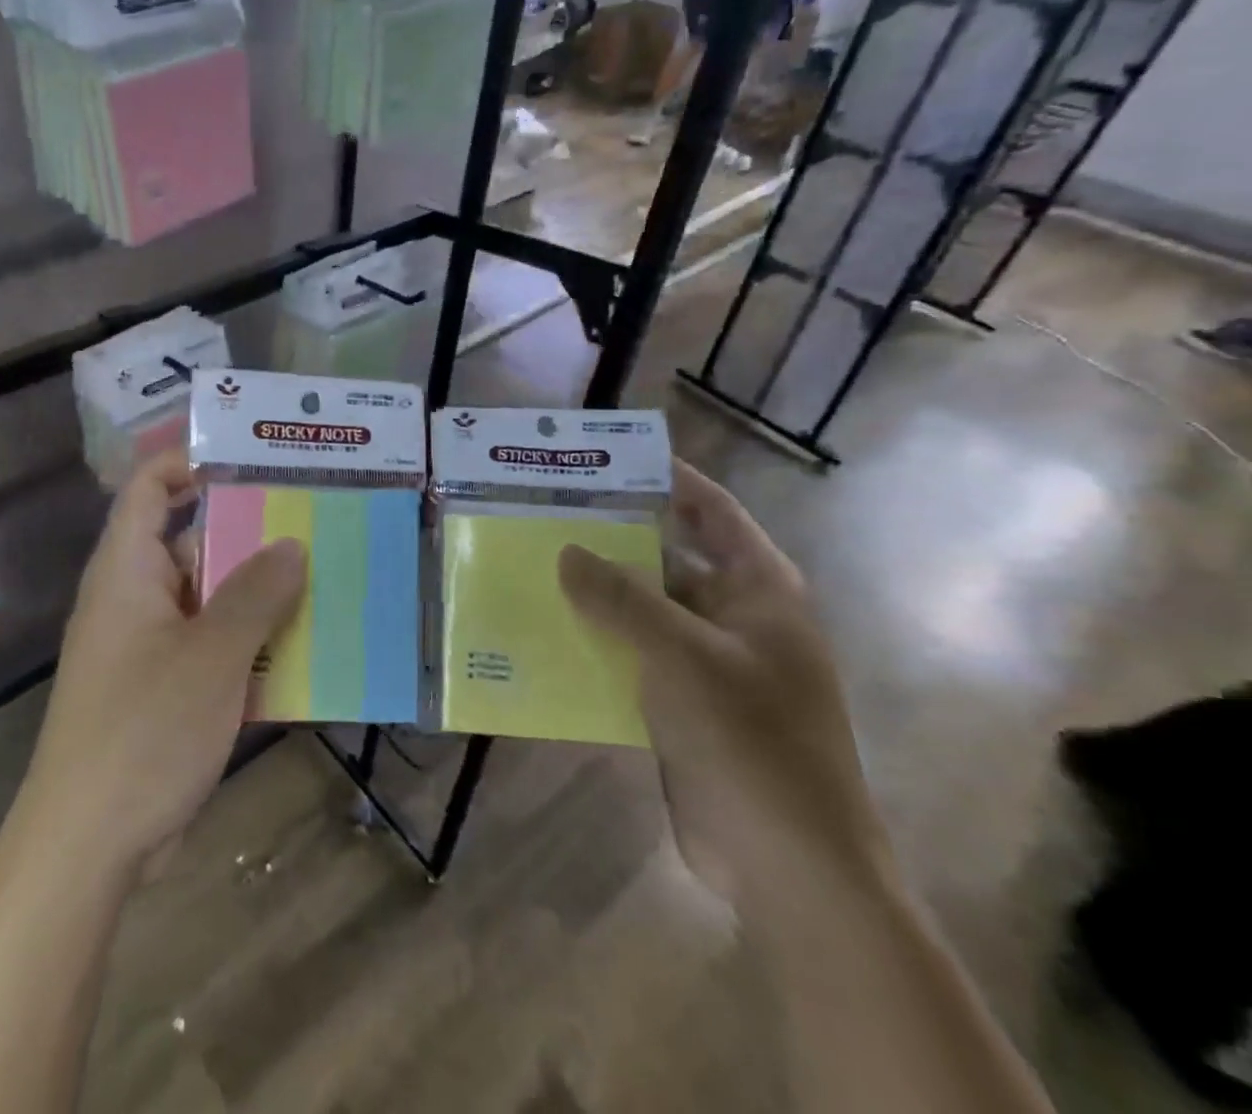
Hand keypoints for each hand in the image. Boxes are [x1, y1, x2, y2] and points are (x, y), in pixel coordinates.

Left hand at [14, 449, 306, 876]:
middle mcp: (133, 597)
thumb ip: (255, 594)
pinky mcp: (162, 689)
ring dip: (258, 593)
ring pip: (208, 598)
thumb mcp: (211, 655)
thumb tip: (292, 543)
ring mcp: (148, 646)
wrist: (86, 847)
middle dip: (250, 532)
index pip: (150, 487)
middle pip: (191, 541)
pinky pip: (211, 645)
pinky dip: (249, 641)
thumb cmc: (144, 731)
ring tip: (324, 576)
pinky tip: (302, 648)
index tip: (255, 459)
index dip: (193, 462)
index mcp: (127, 570)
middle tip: (314, 519)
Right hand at [559, 462, 893, 913]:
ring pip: (645, 610)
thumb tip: (566, 551)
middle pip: (667, 557)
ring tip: (534, 567)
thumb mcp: (681, 655)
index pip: (710, 510)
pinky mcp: (685, 705)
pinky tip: (548, 635)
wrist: (789, 865)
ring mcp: (710, 663)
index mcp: (758, 589)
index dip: (666, 478)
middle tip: (548, 514)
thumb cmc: (751, 740)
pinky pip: (634, 658)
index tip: (605, 459)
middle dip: (612, 539)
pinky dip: (598, 644)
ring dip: (598, 595)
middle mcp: (736, 616)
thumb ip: (620, 598)